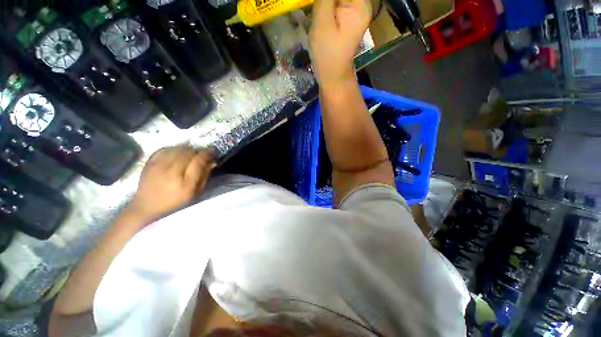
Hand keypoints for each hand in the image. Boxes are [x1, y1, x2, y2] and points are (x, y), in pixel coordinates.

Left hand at [128, 145, 214, 221]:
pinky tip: (177, 152)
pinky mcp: (149, 164)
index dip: (207, 153)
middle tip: (202, 153)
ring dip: (187, 148)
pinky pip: (164, 149)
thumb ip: (204, 176)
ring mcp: (158, 167)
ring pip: (176, 149)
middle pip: (188, 152)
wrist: (147, 208)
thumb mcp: (196, 193)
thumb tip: (211, 161)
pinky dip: (173, 148)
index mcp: (185, 183)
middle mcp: (171, 172)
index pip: (198, 161)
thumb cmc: (176, 203)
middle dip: (198, 150)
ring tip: (191, 152)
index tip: (212, 151)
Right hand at [309, 0, 371, 88]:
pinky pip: (337, 2)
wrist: (332, 76)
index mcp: (359, 4)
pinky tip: (318, 10)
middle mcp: (361, 4)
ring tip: (317, 13)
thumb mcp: (322, 23)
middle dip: (326, 0)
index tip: (321, 4)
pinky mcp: (348, 17)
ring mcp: (355, 11)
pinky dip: (326, 3)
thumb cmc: (327, 54)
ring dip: (325, 2)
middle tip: (316, 8)